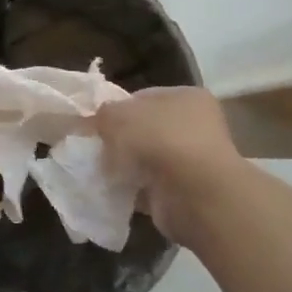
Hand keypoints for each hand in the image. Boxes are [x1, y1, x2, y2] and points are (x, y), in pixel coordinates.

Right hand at [95, 87, 242, 243]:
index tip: (95, 122)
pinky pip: (150, 186)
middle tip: (96, 147)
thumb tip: (98, 121)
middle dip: (120, 139)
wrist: (193, 194)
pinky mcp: (185, 192)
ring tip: (102, 170)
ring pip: (146, 159)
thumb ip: (103, 114)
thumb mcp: (118, 115)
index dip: (117, 108)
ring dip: (126, 166)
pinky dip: (133, 189)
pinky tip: (115, 190)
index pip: (143, 97)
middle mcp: (195, 126)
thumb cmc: (159, 140)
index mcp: (187, 97)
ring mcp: (193, 161)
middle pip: (145, 129)